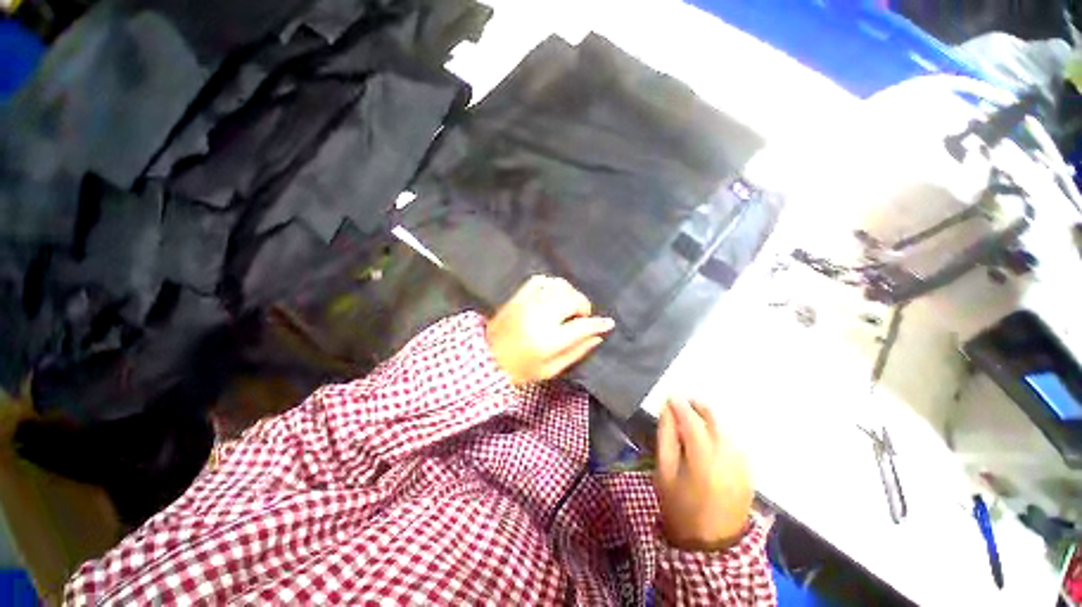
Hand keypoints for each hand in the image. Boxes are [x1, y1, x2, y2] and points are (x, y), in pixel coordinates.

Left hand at [486, 275, 614, 384]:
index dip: (599, 323)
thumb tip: (597, 336)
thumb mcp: (551, 369)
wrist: (486, 358)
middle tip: (580, 318)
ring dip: (570, 294)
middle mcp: (541, 316)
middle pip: (573, 299)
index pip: (582, 326)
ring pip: (559, 286)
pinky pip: (541, 280)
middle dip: (583, 307)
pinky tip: (553, 295)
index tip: (608, 323)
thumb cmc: (520, 369)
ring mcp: (528, 303)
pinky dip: (552, 284)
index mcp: (549, 340)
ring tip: (567, 307)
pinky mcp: (519, 296)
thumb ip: (576, 352)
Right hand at [655, 397, 752, 551]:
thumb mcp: (664, 472)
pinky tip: (710, 435)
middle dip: (698, 407)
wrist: (710, 545)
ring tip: (693, 417)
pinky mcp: (748, 472)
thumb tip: (667, 411)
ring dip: (710, 419)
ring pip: (727, 430)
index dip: (680, 406)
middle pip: (715, 421)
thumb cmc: (679, 507)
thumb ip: (666, 438)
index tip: (670, 396)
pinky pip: (735, 443)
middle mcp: (728, 459)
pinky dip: (721, 433)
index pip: (692, 422)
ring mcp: (742, 466)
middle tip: (683, 401)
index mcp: (703, 461)